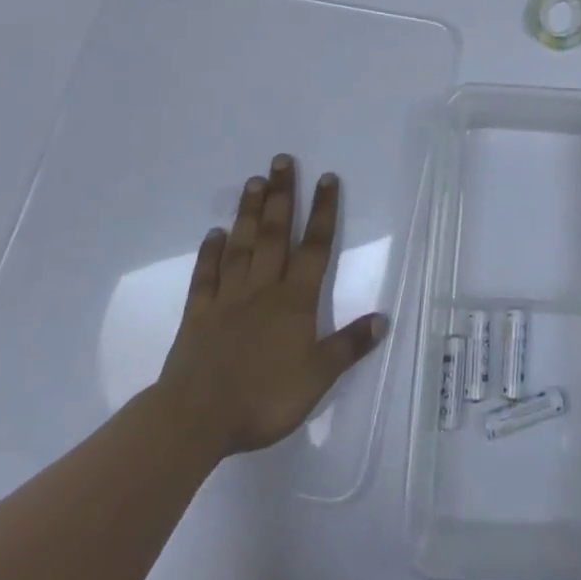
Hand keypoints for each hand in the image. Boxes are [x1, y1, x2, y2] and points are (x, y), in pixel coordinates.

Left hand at [154, 155, 385, 461]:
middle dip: (282, 195)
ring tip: (253, 181)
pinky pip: (205, 277)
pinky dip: (210, 254)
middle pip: (275, 234)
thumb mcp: (318, 377)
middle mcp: (263, 288)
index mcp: (295, 300)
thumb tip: (383, 318)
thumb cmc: (263, 398)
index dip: (323, 211)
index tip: (327, 178)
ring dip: (249, 213)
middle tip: (281, 160)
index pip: (314, 247)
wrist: (196, 419)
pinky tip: (213, 234)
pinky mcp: (198, 315)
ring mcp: (227, 299)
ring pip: (242, 246)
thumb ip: (349, 345)